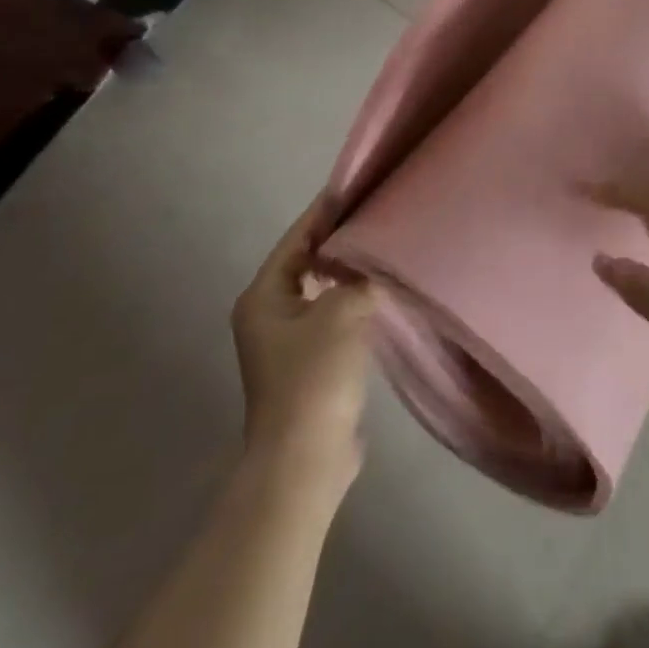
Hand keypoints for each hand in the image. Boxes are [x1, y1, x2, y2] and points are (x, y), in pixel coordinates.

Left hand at [231, 194, 376, 475]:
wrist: (306, 459)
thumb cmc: (315, 376)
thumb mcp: (342, 311)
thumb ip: (358, 278)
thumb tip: (373, 268)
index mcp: (264, 297)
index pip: (297, 239)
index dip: (325, 213)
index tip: (356, 188)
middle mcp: (269, 315)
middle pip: (307, 263)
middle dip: (340, 241)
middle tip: (377, 216)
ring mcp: (288, 343)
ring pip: (321, 291)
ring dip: (348, 272)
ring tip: (384, 247)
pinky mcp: (310, 365)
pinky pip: (333, 316)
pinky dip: (353, 300)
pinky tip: (381, 292)